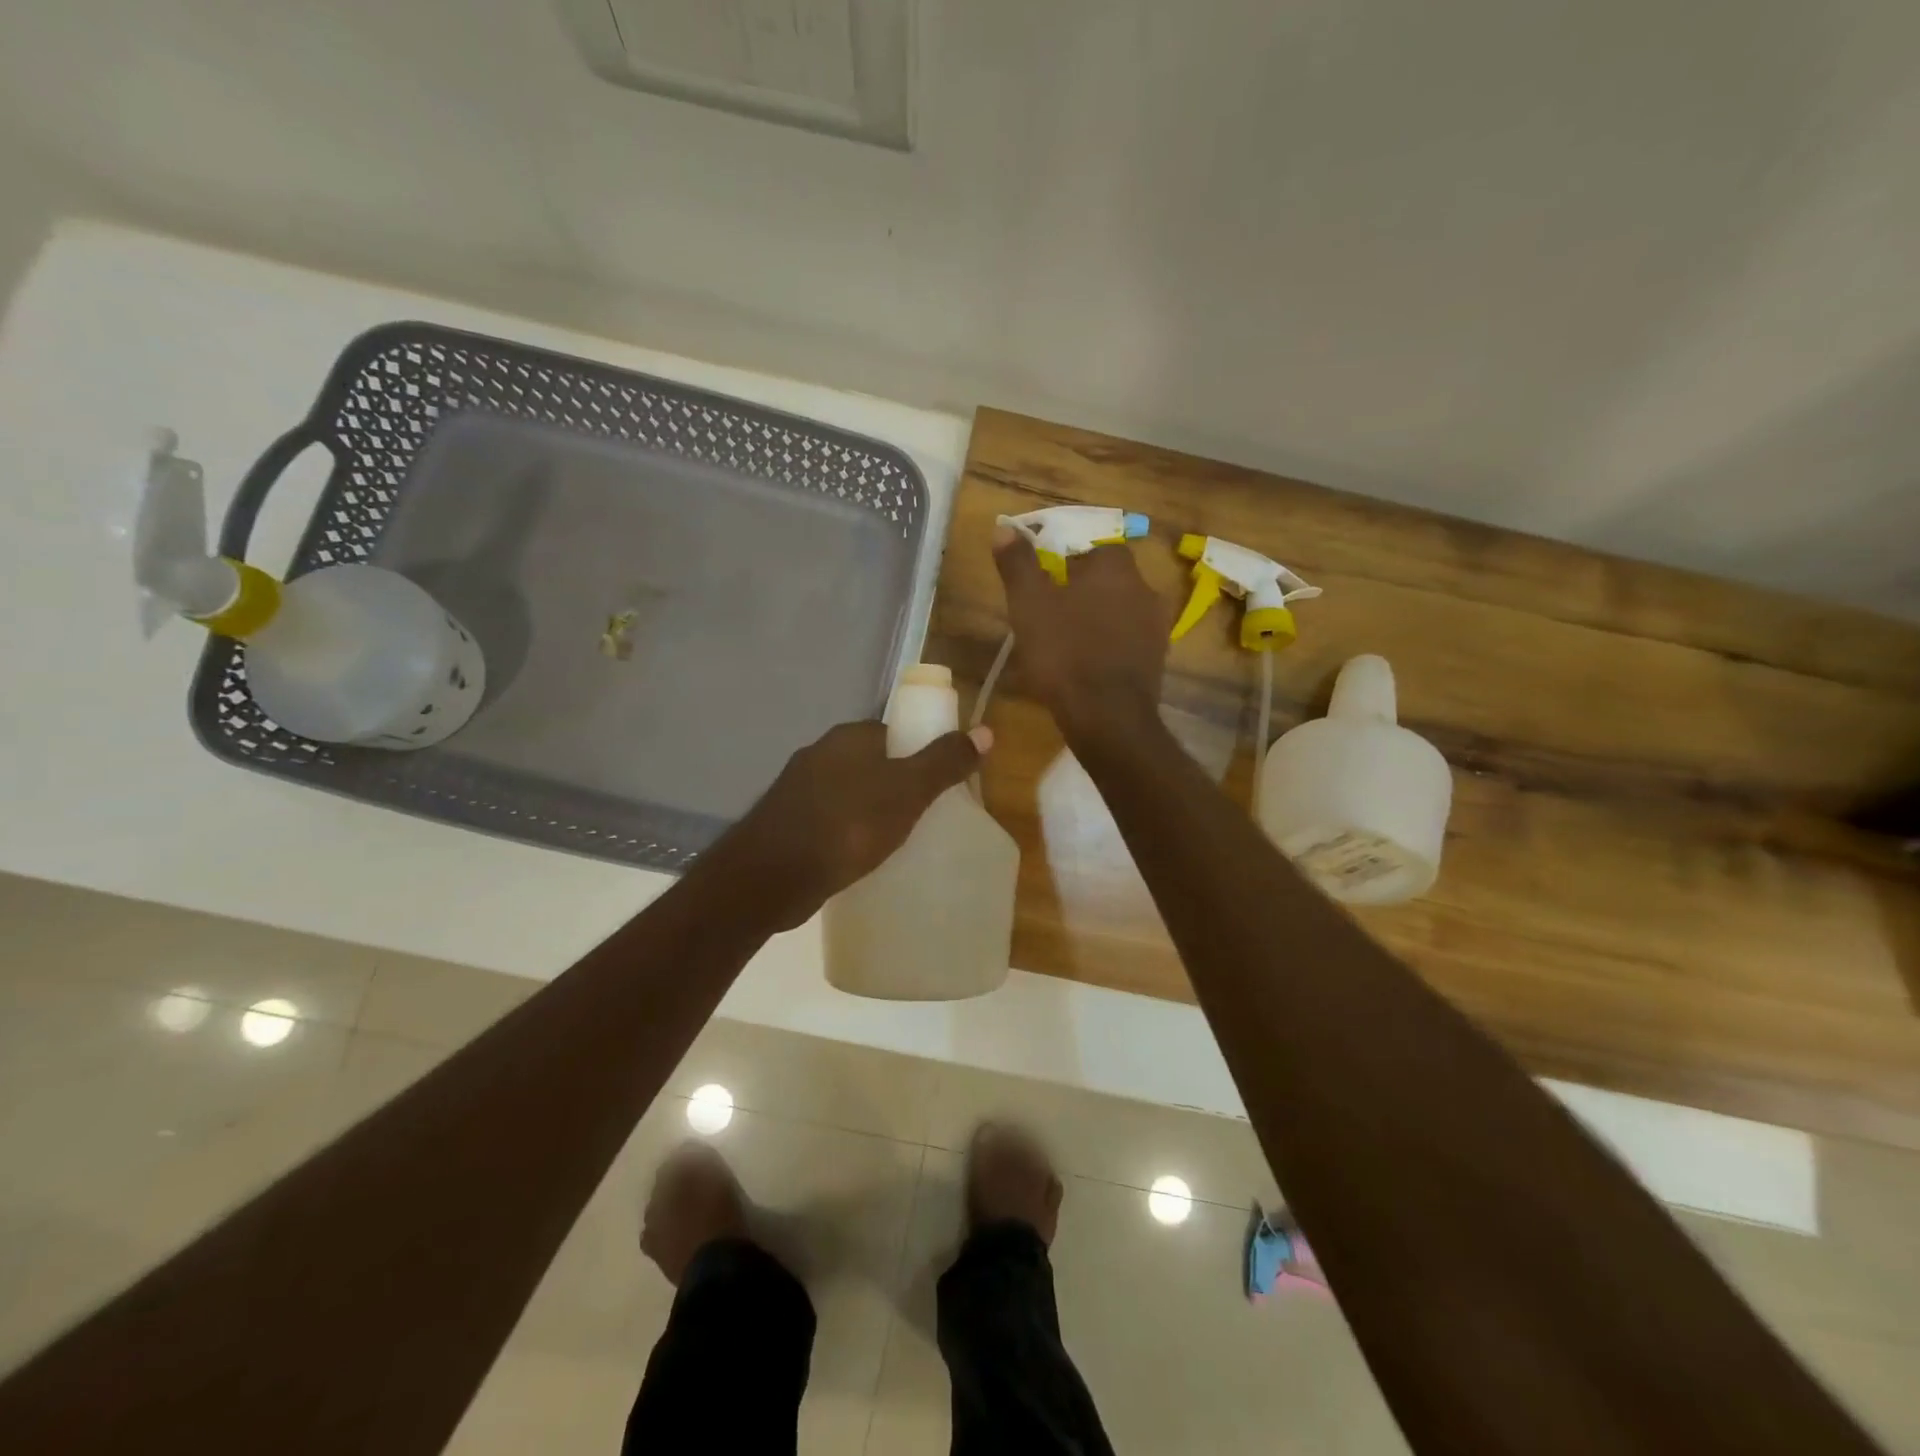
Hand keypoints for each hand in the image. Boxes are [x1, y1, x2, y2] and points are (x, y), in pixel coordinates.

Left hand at [720, 718, 989, 930]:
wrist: (769, 877)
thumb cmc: (846, 827)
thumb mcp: (907, 793)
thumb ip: (944, 763)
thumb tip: (985, 731)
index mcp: (848, 738)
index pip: (894, 733)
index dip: (921, 753)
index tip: (941, 785)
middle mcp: (820, 754)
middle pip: (872, 762)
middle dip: (898, 785)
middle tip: (926, 815)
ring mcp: (798, 790)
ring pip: (850, 792)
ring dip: (872, 810)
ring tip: (898, 839)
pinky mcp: (787, 824)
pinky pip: (831, 819)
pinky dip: (849, 832)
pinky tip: (861, 856)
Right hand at [992, 525, 1172, 743]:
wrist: (1108, 717)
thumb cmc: (1065, 653)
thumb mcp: (1029, 605)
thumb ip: (1018, 564)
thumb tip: (1004, 526)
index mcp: (1115, 568)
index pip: (1095, 547)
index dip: (1069, 560)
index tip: (1047, 581)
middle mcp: (1144, 589)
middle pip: (1110, 579)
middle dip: (1084, 590)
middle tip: (1052, 612)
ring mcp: (1156, 627)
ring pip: (1121, 610)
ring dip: (1098, 618)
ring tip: (1067, 640)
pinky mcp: (1157, 660)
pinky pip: (1129, 641)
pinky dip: (1110, 645)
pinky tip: (1088, 664)